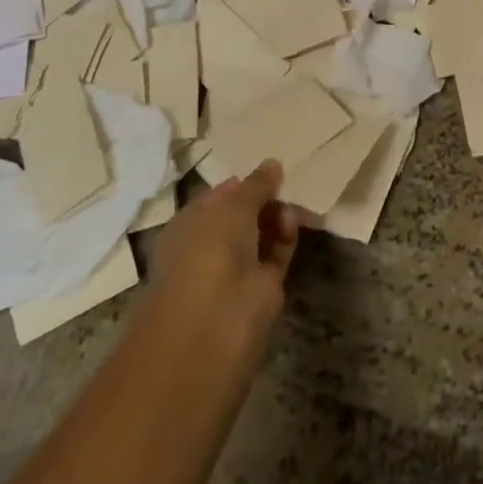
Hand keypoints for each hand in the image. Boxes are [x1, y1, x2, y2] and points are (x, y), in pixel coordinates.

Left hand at [147, 160, 298, 364]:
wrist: (215, 320)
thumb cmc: (210, 249)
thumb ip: (256, 184)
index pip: (218, 197)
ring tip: (292, 200)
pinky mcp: (262, 286)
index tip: (269, 169)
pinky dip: (286, 236)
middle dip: (264, 198)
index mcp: (190, 225)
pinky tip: (293, 220)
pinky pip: (277, 252)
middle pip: (243, 215)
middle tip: (287, 181)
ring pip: (262, 234)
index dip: (242, 183)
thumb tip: (273, 163)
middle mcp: (210, 246)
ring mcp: (236, 268)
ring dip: (277, 216)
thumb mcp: (233, 205)